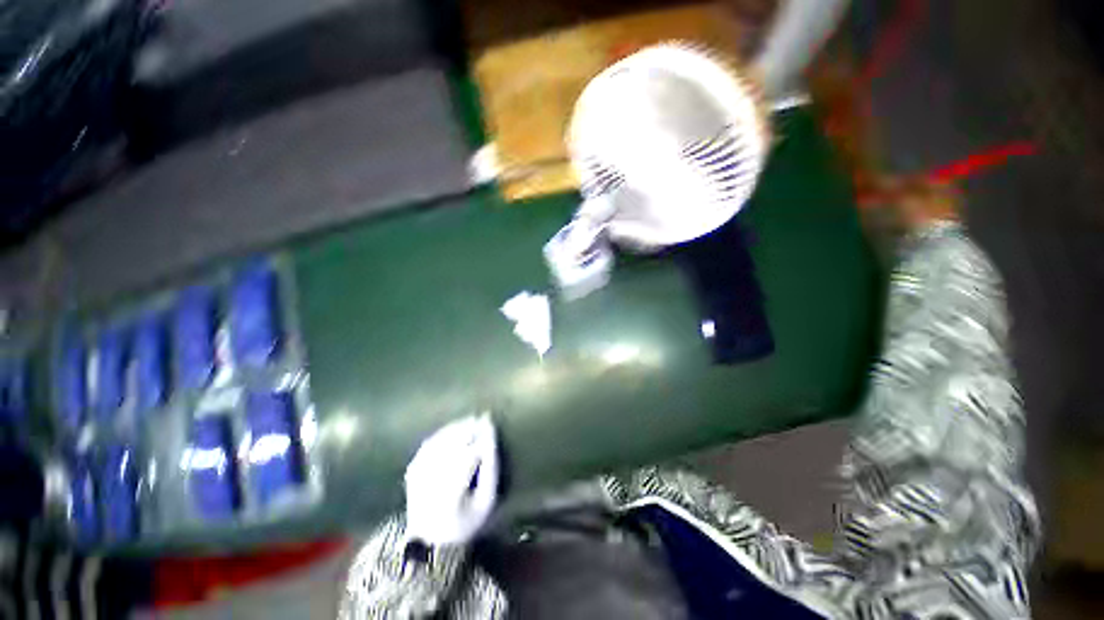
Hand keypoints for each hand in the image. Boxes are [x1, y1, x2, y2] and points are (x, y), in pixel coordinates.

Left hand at [404, 415, 498, 546]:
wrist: (429, 540)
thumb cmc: (465, 521)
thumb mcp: (486, 500)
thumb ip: (490, 469)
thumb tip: (491, 438)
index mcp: (450, 494)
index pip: (468, 457)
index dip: (480, 438)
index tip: (492, 425)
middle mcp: (430, 481)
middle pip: (452, 445)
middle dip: (469, 428)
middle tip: (483, 418)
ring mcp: (418, 474)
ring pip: (439, 441)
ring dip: (456, 428)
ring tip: (471, 420)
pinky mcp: (412, 470)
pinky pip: (428, 444)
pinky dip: (442, 434)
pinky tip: (454, 429)